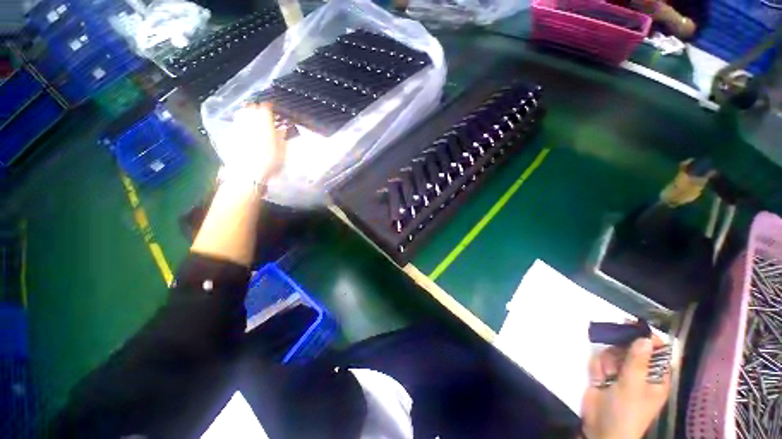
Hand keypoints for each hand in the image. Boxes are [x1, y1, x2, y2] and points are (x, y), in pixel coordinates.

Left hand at [217, 103, 285, 184]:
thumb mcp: (282, 151)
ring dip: (247, 114)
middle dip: (256, 108)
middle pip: (251, 108)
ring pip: (241, 114)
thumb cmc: (269, 162)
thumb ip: (281, 137)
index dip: (269, 107)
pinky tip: (244, 129)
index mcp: (264, 123)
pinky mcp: (230, 135)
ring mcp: (238, 127)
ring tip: (251, 118)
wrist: (248, 173)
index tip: (272, 108)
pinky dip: (240, 123)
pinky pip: (236, 124)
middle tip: (261, 112)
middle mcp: (249, 121)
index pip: (265, 108)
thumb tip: (282, 129)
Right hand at [581, 337, 670, 438]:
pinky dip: (597, 367)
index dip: (648, 338)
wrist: (600, 429)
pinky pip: (600, 361)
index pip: (658, 352)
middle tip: (615, 353)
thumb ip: (637, 361)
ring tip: (606, 375)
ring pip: (613, 353)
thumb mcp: (633, 386)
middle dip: (620, 350)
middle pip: (632, 349)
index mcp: (656, 378)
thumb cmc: (626, 411)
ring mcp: (621, 374)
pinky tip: (598, 378)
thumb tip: (645, 337)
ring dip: (607, 361)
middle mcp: (640, 373)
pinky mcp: (605, 375)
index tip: (633, 326)